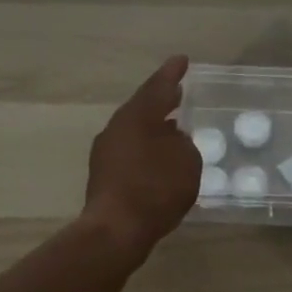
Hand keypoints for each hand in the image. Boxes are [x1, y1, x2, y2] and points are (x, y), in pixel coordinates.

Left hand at [81, 55, 200, 258]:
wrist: (116, 230)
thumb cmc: (155, 188)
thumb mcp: (187, 161)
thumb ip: (184, 144)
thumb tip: (173, 140)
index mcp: (137, 116)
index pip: (158, 86)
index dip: (172, 73)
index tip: (182, 60)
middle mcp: (117, 128)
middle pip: (143, 107)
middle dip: (162, 100)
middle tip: (178, 91)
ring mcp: (107, 152)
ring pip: (135, 130)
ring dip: (154, 126)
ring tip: (174, 126)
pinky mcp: (105, 175)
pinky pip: (131, 150)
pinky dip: (147, 148)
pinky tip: (161, 158)